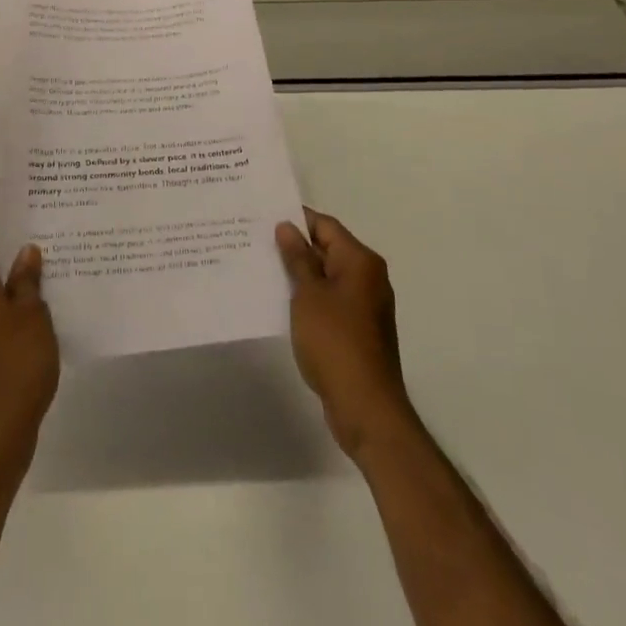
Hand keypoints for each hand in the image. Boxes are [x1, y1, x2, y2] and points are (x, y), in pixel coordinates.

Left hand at [0, 227, 59, 469]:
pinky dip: (7, 317)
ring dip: (9, 290)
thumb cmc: (15, 367)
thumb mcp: (32, 316)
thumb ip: (27, 281)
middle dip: (7, 260)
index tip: (24, 224)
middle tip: (42, 251)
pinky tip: (35, 324)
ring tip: (45, 284)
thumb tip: (24, 251)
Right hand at [276, 208, 415, 458]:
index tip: (264, 218)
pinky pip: (330, 301)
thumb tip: (287, 227)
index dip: (296, 220)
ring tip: (264, 269)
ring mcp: (365, 306)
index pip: (325, 226)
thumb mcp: (308, 294)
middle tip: (257, 242)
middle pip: (328, 249)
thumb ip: (297, 258)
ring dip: (301, 274)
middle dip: (295, 247)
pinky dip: (309, 297)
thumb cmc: (335, 341)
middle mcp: (368, 278)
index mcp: (360, 261)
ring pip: (327, 277)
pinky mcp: (359, 330)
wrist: (366, 407)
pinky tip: (283, 302)